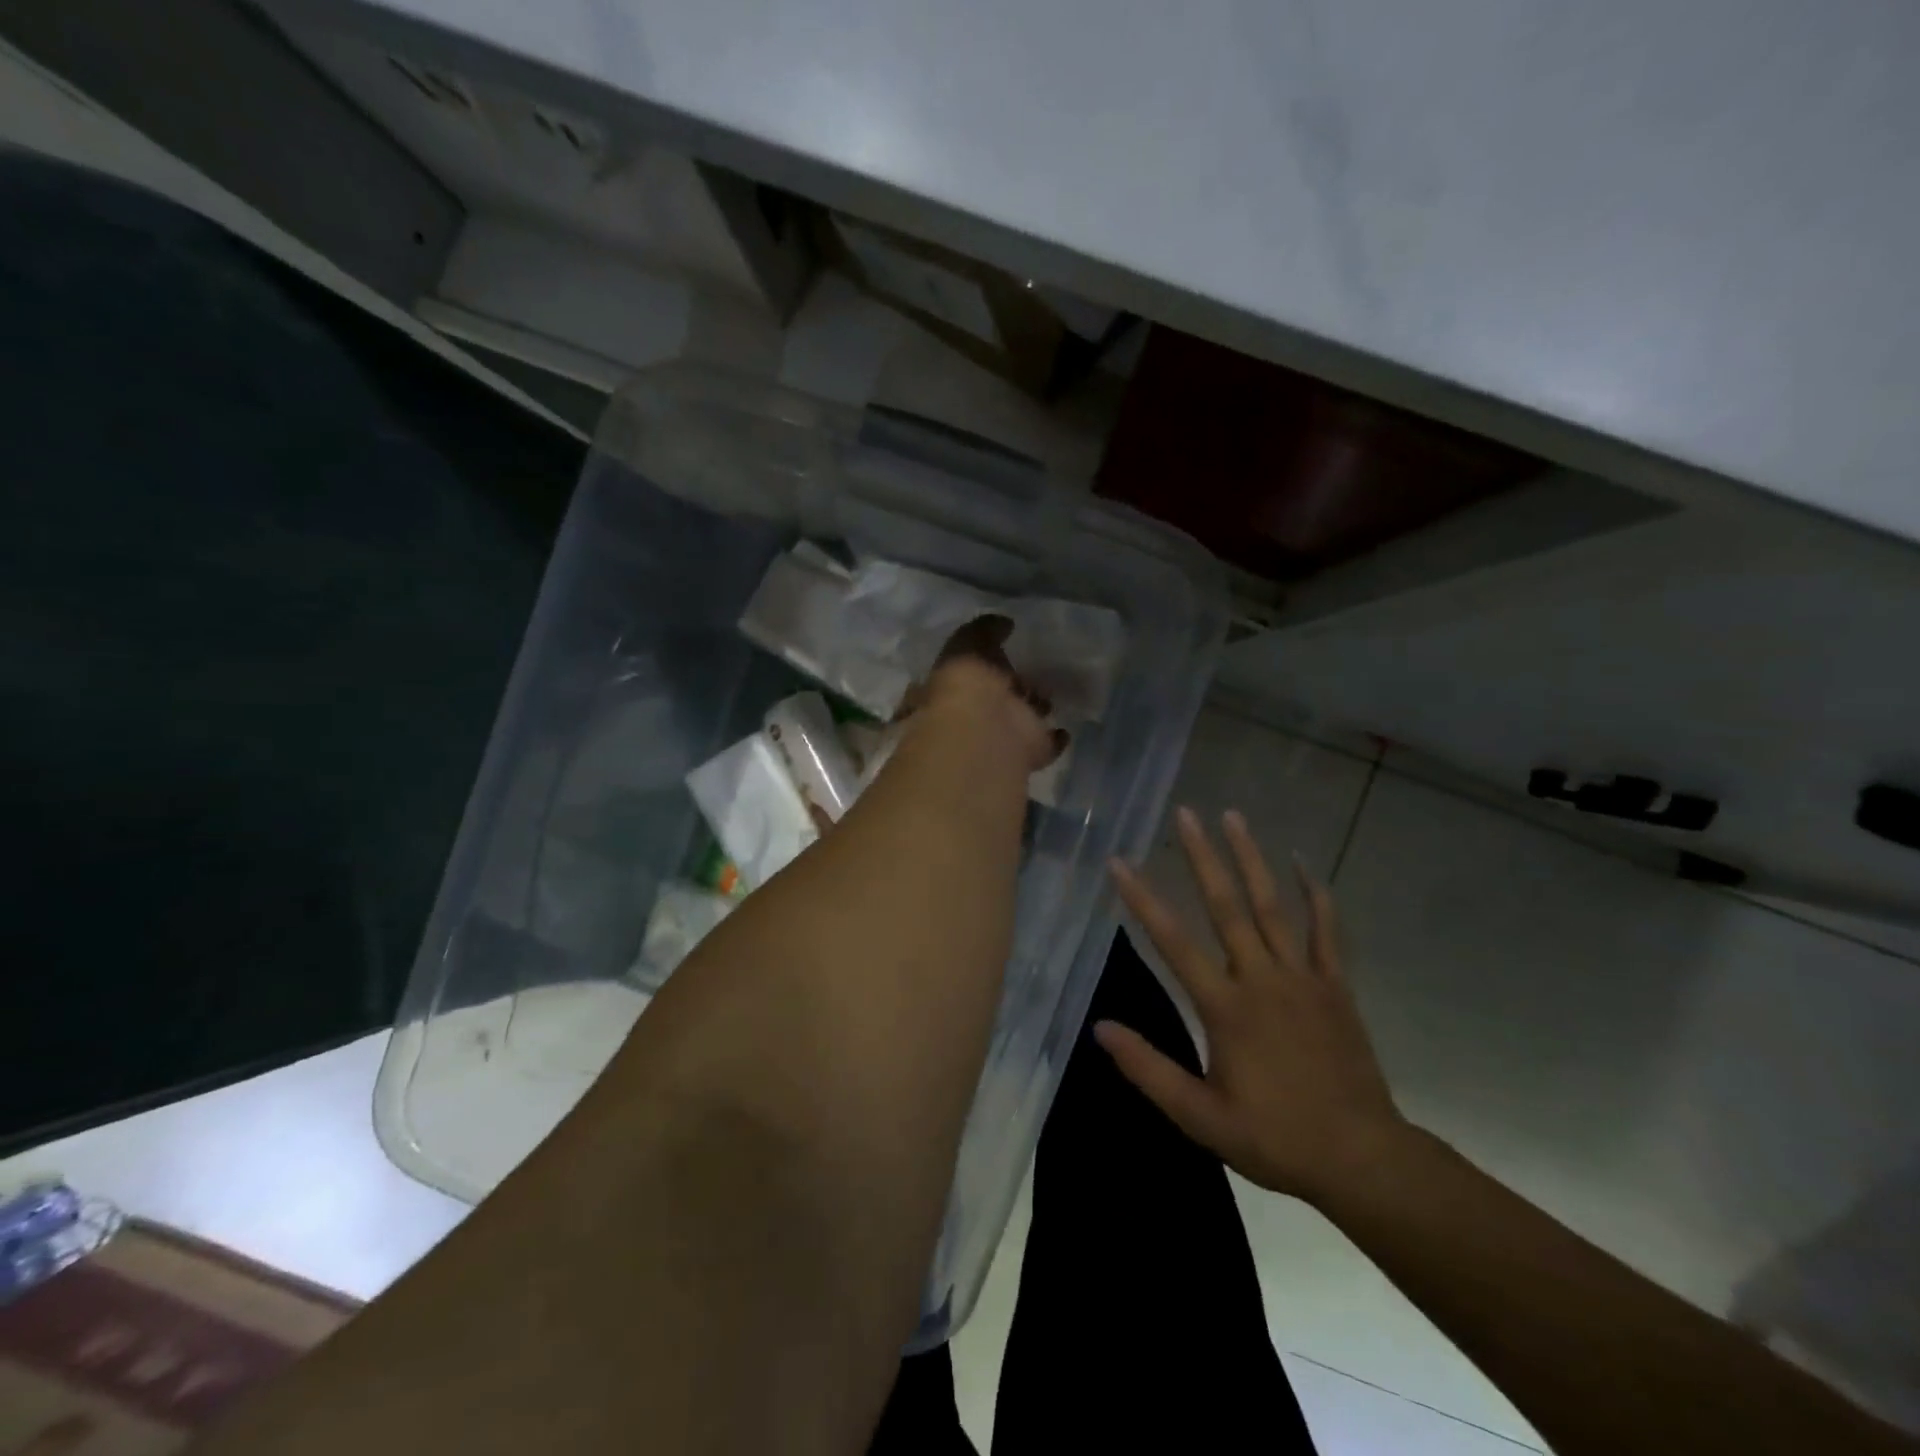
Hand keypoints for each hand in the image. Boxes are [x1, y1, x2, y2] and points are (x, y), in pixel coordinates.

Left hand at [921, 615, 1066, 773]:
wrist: (985, 730)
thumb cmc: (968, 683)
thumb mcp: (969, 643)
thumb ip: (985, 630)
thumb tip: (1004, 622)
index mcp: (958, 687)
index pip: (969, 674)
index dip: (982, 664)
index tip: (1002, 652)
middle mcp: (978, 713)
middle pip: (998, 697)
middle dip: (1012, 686)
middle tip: (1030, 674)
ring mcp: (1005, 735)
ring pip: (1022, 719)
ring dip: (1034, 709)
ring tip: (1050, 695)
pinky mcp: (1031, 751)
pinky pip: (1047, 744)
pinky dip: (1056, 737)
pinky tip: (1064, 728)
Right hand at [1101, 807, 1408, 1204]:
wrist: (1362, 1158)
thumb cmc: (1275, 1138)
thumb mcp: (1200, 1117)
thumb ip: (1148, 1069)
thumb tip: (1100, 1027)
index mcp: (1226, 1007)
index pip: (1173, 942)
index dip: (1142, 900)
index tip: (1120, 862)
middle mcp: (1261, 979)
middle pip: (1226, 906)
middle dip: (1202, 857)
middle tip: (1185, 813)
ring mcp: (1302, 978)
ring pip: (1272, 906)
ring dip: (1251, 859)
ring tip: (1233, 817)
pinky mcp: (1334, 986)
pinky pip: (1325, 931)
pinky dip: (1315, 895)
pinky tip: (1302, 863)